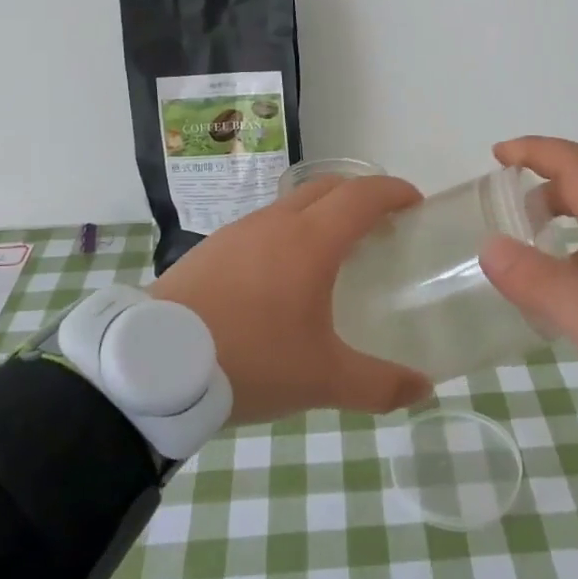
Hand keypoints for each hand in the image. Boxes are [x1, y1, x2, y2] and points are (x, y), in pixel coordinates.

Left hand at [149, 175, 432, 425]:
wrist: (154, 364)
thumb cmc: (251, 360)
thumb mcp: (322, 379)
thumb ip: (378, 385)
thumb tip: (423, 390)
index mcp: (310, 241)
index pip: (362, 195)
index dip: (394, 192)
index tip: (415, 204)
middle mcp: (275, 223)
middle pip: (327, 188)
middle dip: (360, 197)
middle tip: (381, 228)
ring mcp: (237, 232)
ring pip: (290, 205)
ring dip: (320, 214)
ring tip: (333, 254)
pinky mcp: (210, 250)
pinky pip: (261, 227)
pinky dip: (287, 234)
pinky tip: (280, 278)